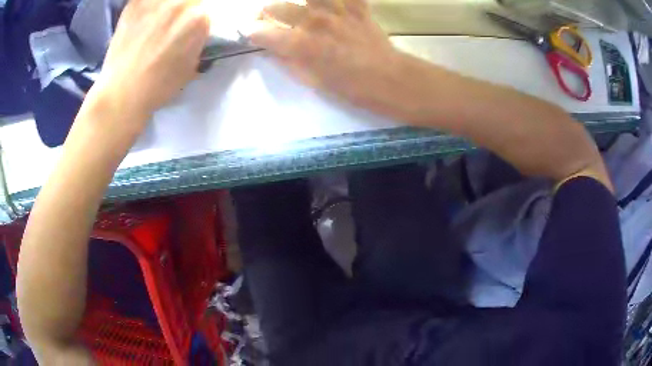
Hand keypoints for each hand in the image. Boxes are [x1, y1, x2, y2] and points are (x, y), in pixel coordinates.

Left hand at [90, 0, 209, 130]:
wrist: (122, 93)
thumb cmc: (158, 87)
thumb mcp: (191, 66)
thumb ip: (197, 42)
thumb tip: (195, 32)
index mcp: (199, 19)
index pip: (204, 10)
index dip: (195, 20)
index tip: (185, 29)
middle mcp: (181, 3)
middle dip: (182, 10)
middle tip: (170, 24)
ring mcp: (156, 0)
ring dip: (164, 6)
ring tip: (155, 19)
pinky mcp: (135, 3)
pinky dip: (145, 4)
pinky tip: (142, 16)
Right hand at [251, 0, 403, 108]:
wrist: (388, 80)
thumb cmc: (350, 87)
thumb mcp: (312, 81)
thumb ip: (288, 63)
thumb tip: (270, 50)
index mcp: (302, 45)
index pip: (264, 32)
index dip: (251, 31)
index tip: (248, 32)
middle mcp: (315, 22)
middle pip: (280, 7)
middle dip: (267, 11)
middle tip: (265, 15)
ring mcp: (337, 12)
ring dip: (299, 0)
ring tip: (297, 5)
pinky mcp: (357, 8)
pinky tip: (329, 3)